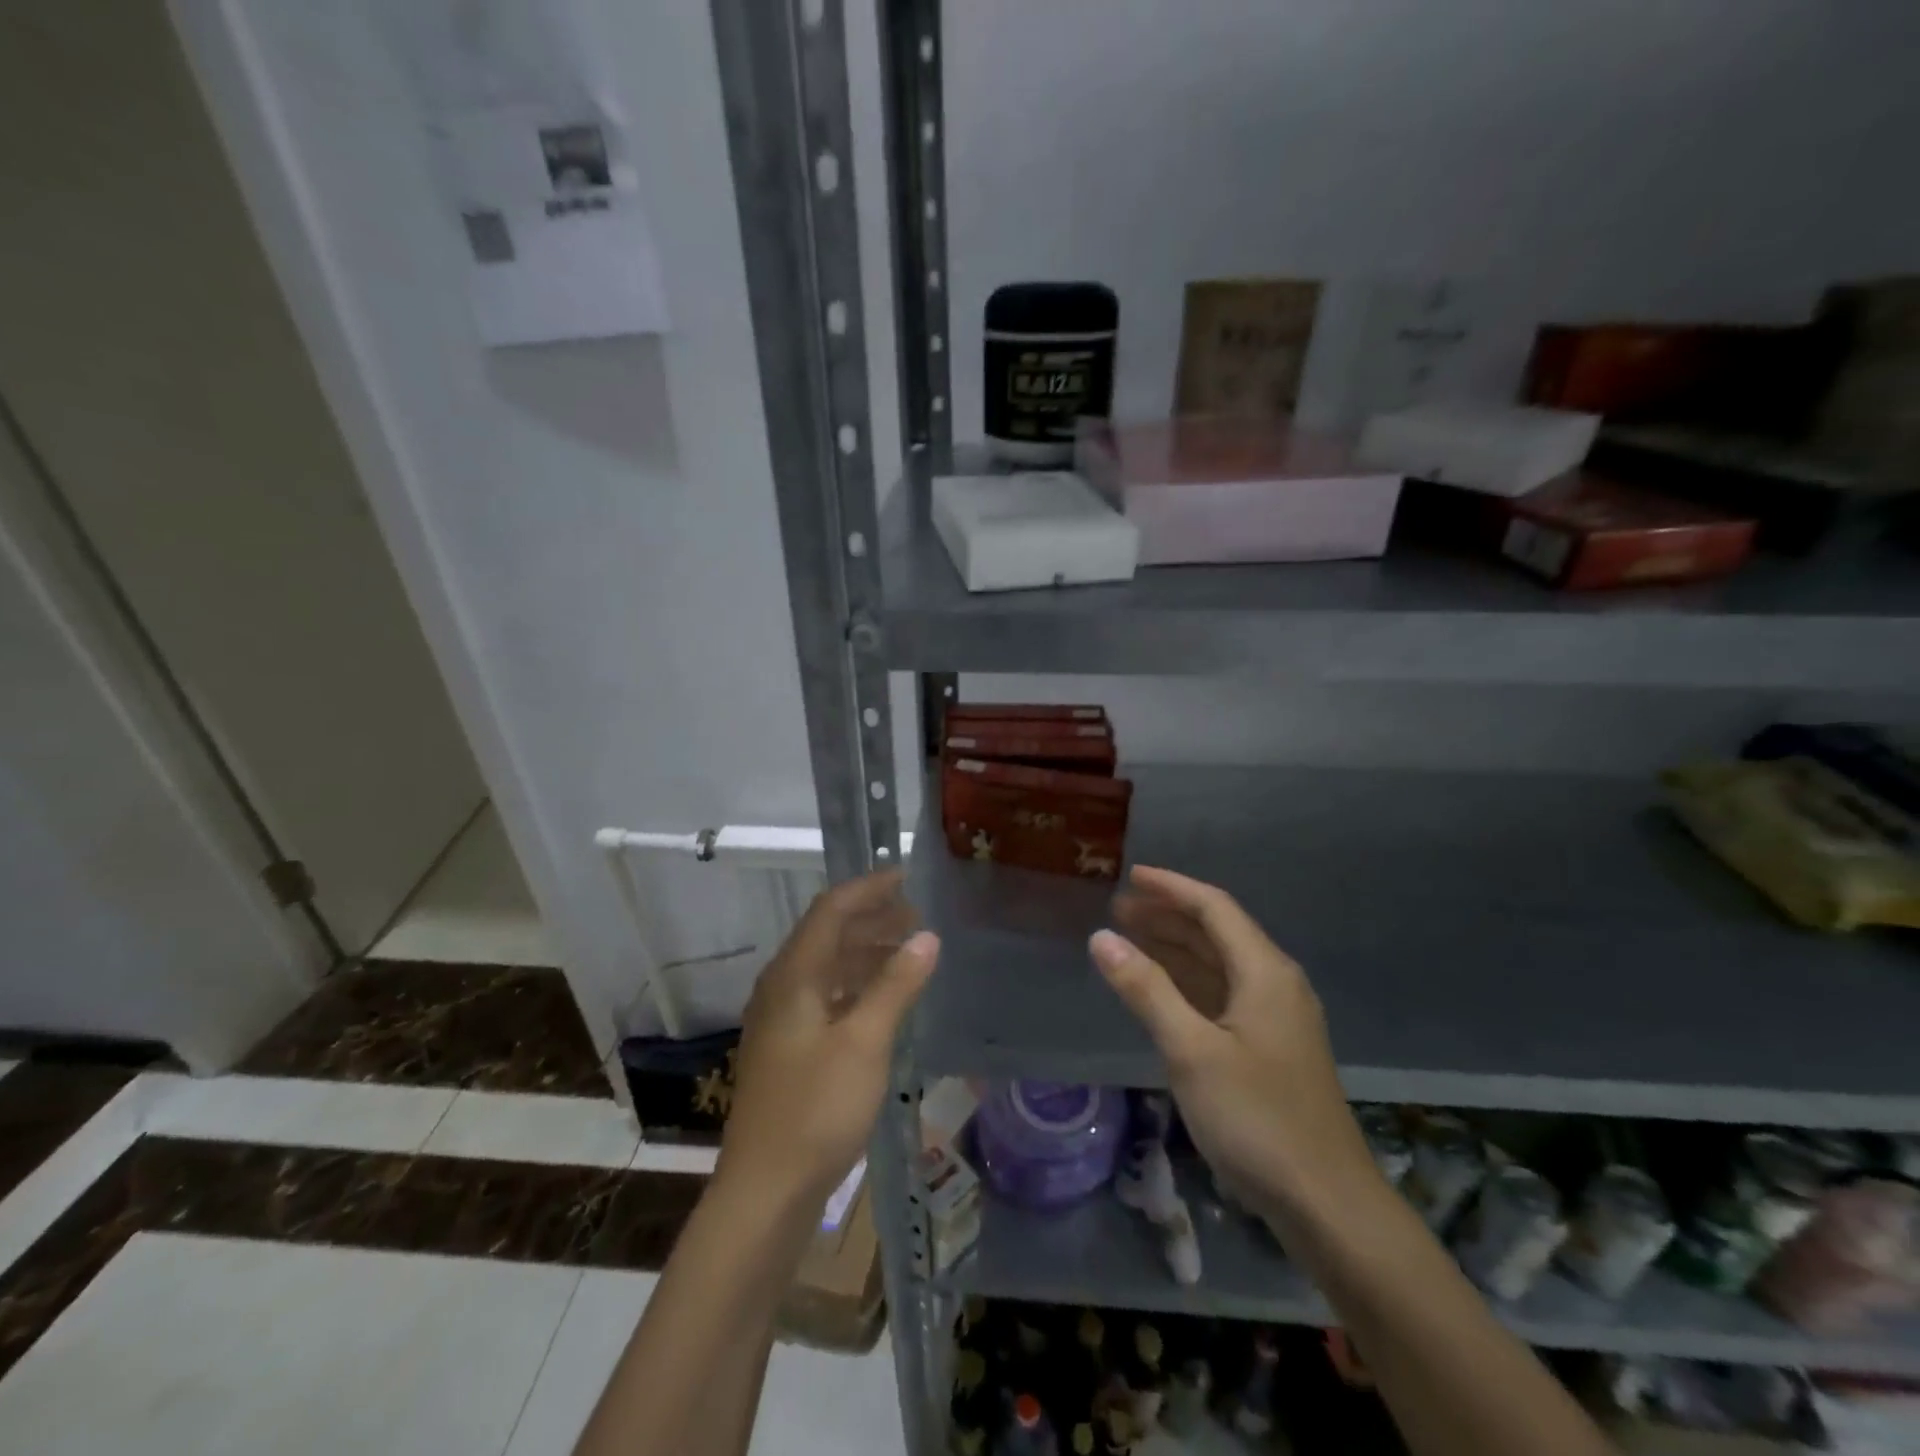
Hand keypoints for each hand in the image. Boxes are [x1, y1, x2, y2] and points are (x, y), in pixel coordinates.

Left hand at [718, 869, 938, 1209]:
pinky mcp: (790, 1048)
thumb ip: (896, 985)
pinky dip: (858, 985)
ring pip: (828, 966)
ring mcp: (782, 1019)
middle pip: (829, 934)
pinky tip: (885, 999)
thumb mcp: (865, 1041)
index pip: (832, 909)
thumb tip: (927, 936)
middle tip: (918, 916)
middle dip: (873, 919)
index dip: (869, 888)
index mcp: (794, 975)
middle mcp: (782, 987)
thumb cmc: (816, 1108)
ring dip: (867, 952)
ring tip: (910, 951)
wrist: (765, 1190)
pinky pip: (827, 996)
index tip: (907, 877)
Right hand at [1089, 865, 1375, 1220]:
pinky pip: (1223, 996)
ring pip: (1219, 965)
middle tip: (1118, 910)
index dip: (1170, 887)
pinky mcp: (1271, 1049)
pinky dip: (1188, 983)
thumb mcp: (1191, 1050)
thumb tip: (1101, 937)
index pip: (1213, 907)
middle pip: (1217, 932)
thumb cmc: (1257, 1118)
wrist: (1327, 1204)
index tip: (1129, 876)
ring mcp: (1276, 1019)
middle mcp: (1274, 984)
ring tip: (1130, 939)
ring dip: (1176, 948)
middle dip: (1168, 916)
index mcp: (1263, 972)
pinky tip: (1162, 991)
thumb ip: (1146, 989)